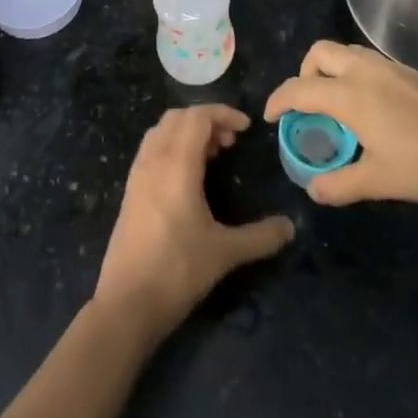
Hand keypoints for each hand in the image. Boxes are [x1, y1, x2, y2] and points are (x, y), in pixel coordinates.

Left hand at [93, 106, 294, 341]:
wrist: (126, 303)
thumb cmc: (177, 270)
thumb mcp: (225, 253)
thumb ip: (260, 237)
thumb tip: (290, 227)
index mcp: (176, 165)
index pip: (197, 117)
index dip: (223, 114)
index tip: (246, 128)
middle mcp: (153, 160)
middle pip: (177, 117)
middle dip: (206, 120)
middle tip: (229, 143)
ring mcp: (137, 174)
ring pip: (161, 131)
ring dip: (186, 132)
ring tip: (211, 156)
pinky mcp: (130, 191)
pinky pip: (151, 149)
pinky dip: (171, 146)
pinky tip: (187, 177)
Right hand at [264, 41, 417, 209]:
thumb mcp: (379, 182)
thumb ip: (339, 184)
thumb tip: (313, 189)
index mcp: (350, 95)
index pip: (300, 89)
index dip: (279, 101)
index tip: (270, 117)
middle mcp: (365, 71)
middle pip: (320, 53)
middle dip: (304, 73)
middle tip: (307, 105)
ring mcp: (391, 67)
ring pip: (347, 52)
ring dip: (331, 69)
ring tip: (337, 104)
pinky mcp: (412, 72)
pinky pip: (370, 61)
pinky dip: (355, 74)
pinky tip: (373, 108)